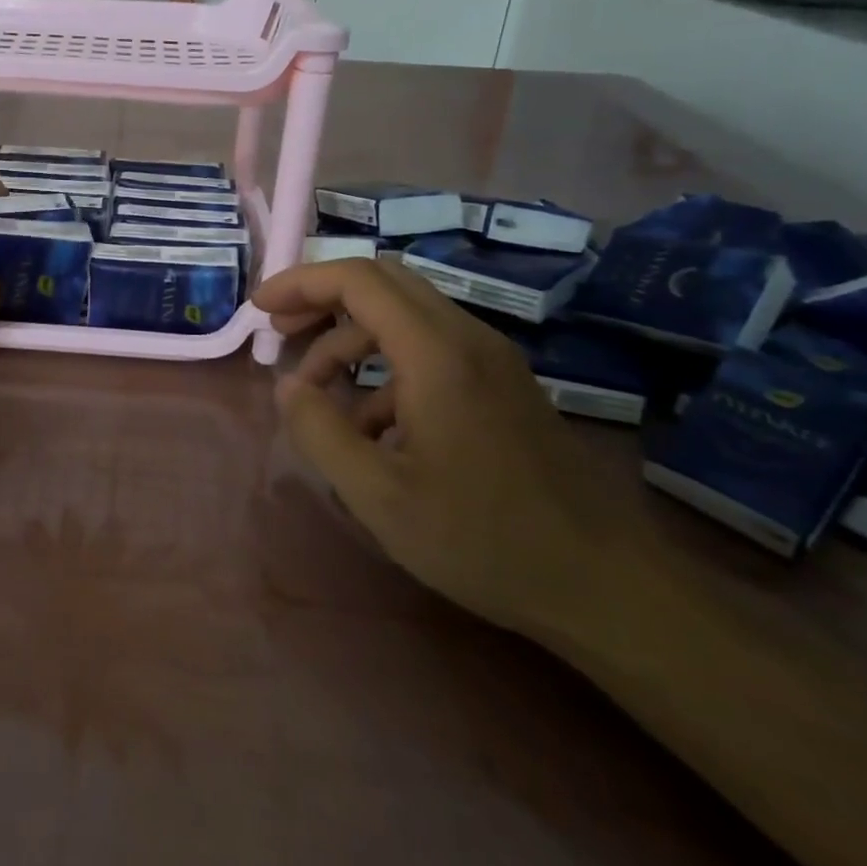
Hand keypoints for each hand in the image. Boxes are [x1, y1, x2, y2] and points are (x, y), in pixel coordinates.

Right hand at [253, 259, 596, 635]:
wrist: (606, 585)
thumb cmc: (484, 539)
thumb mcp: (379, 496)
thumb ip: (320, 433)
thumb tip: (288, 387)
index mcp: (436, 353)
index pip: (358, 279)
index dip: (301, 283)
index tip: (260, 311)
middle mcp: (466, 338)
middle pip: (382, 282)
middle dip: (323, 299)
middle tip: (282, 335)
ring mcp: (491, 359)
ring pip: (405, 314)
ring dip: (352, 338)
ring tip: (319, 394)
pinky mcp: (502, 385)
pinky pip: (431, 348)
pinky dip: (386, 366)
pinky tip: (373, 427)